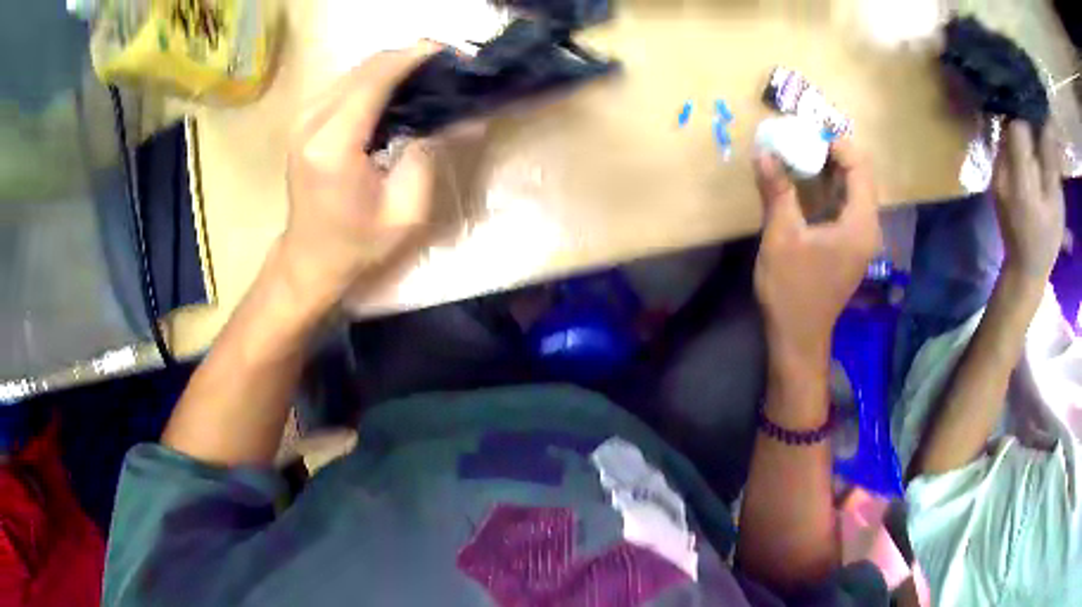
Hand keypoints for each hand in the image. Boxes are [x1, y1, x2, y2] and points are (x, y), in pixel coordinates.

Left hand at [277, 44, 438, 309]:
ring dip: (394, 66)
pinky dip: (375, 79)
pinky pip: (345, 83)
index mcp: (333, 143)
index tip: (454, 54)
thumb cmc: (357, 243)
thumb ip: (431, 154)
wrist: (309, 259)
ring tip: (429, 77)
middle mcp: (311, 120)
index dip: (417, 57)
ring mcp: (303, 117)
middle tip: (448, 67)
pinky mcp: (303, 120)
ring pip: (355, 70)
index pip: (377, 77)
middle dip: (410, 58)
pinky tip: (399, 92)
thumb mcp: (405, 209)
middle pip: (366, 66)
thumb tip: (465, 116)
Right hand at [753, 139, 881, 362]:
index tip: (807, 132)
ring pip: (853, 191)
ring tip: (801, 153)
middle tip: (801, 138)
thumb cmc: (792, 290)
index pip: (860, 168)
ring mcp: (861, 239)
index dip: (837, 144)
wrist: (798, 338)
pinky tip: (806, 183)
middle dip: (833, 153)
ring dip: (830, 169)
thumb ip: (777, 191)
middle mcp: (868, 229)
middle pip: (860, 177)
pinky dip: (829, 188)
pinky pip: (846, 206)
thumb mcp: (781, 236)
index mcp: (860, 224)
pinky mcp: (850, 247)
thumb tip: (764, 152)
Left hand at [992, 120, 1064, 278]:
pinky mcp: (994, 177)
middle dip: (1025, 121)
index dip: (1027, 113)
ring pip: (1005, 135)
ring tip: (1037, 143)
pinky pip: (1004, 149)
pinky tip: (1030, 155)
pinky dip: (1017, 145)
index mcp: (1018, 178)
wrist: (1024, 268)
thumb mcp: (1055, 203)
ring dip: (1021, 133)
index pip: (1016, 126)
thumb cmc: (1046, 240)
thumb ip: (1050, 161)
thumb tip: (1046, 121)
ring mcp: (994, 172)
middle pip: (1008, 126)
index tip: (1038, 114)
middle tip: (1041, 129)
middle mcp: (1000, 169)